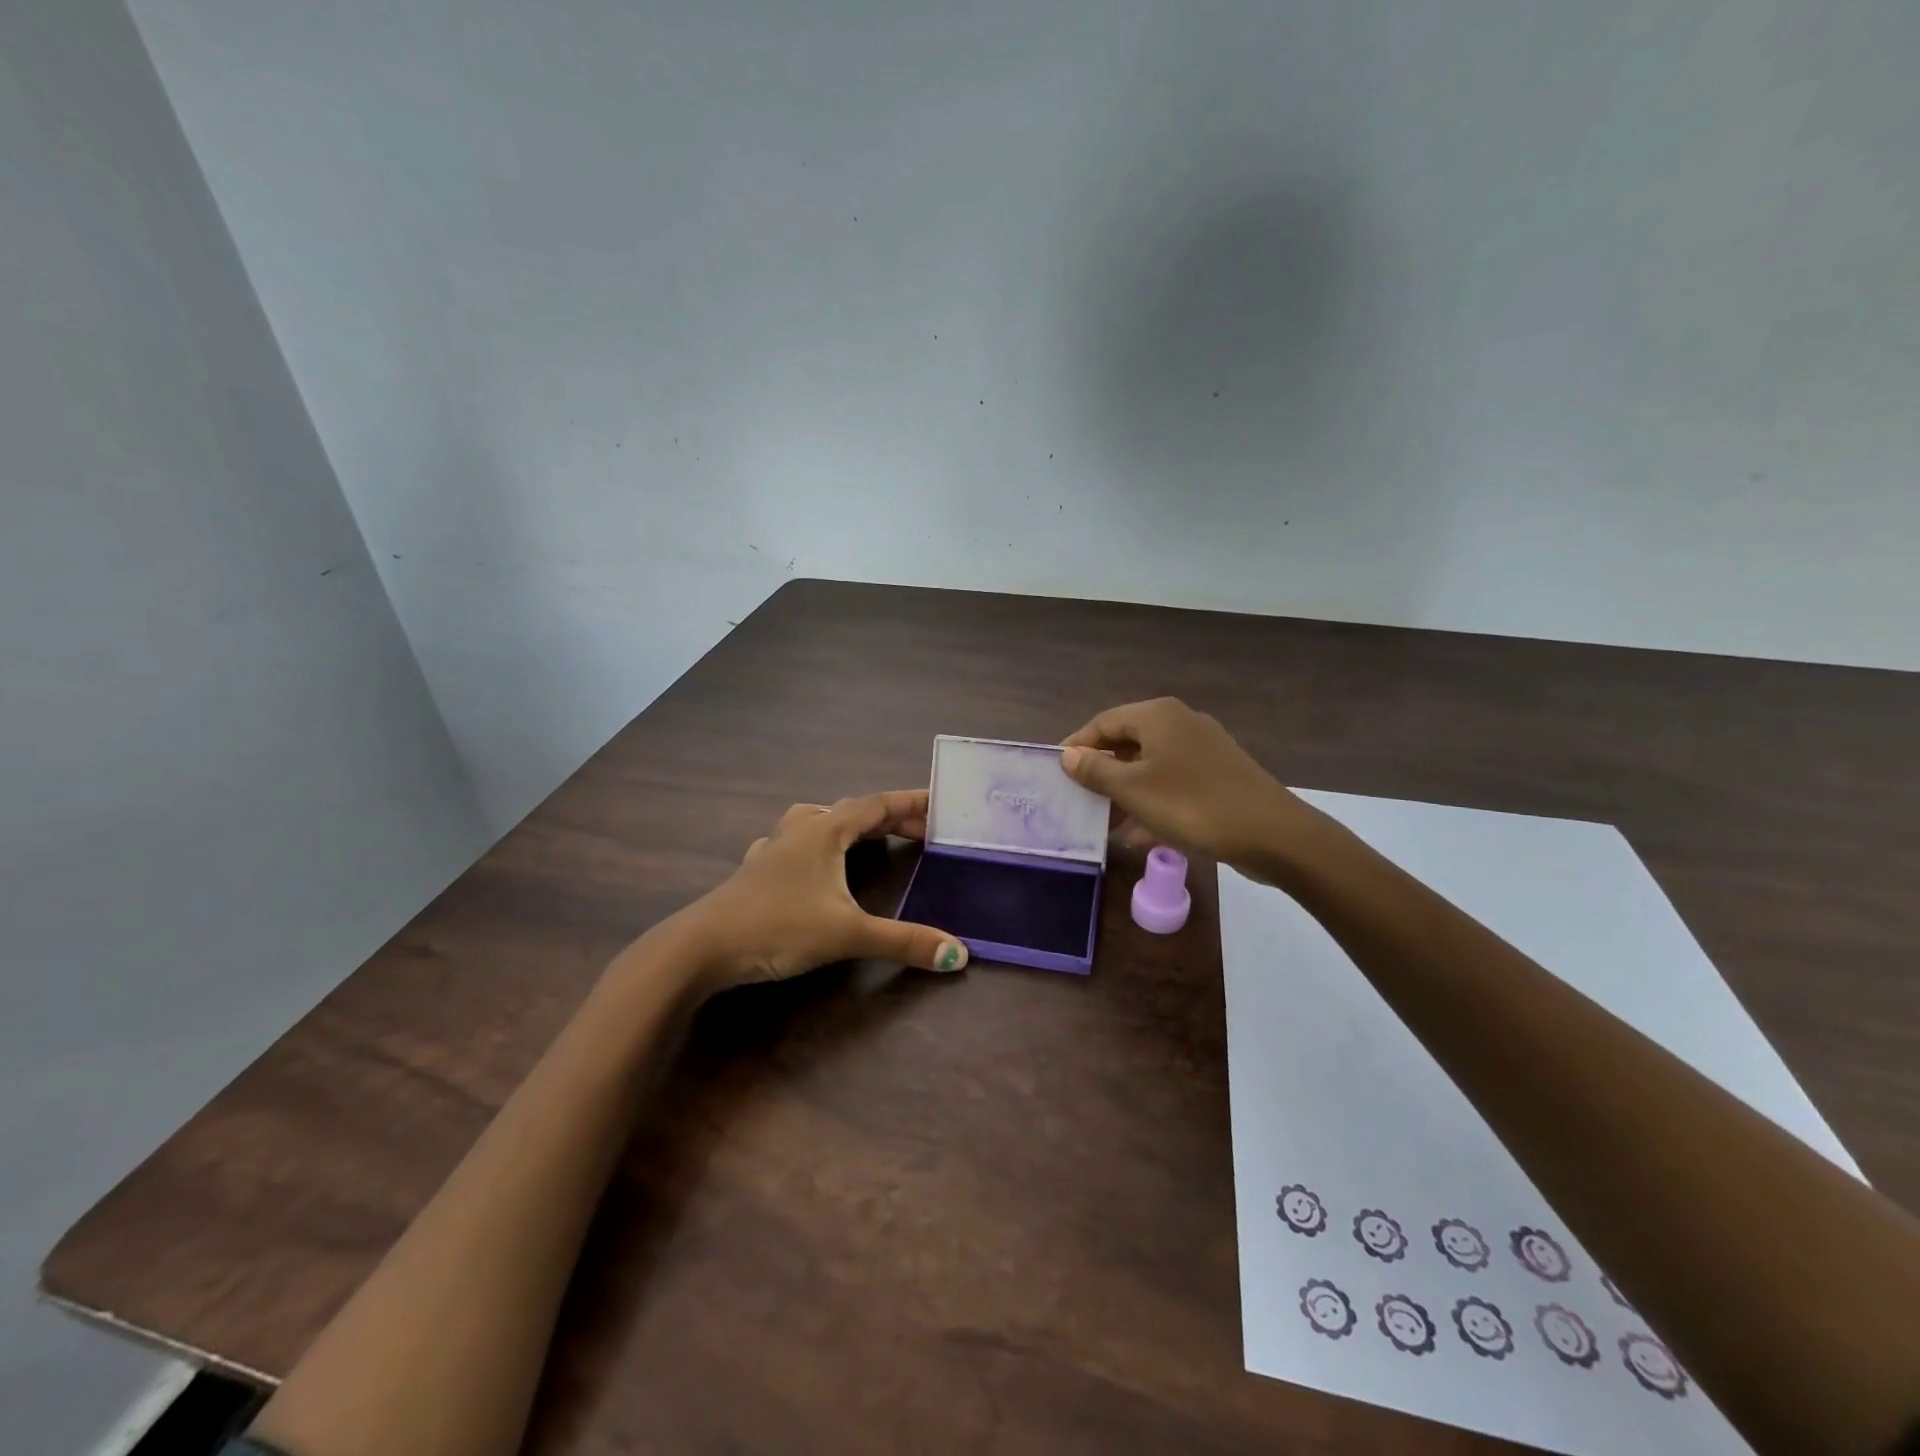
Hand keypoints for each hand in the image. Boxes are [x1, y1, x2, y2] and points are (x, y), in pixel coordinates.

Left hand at [674, 790, 968, 991]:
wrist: (701, 947)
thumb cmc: (777, 927)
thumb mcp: (847, 934)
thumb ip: (904, 942)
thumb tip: (959, 954)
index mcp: (825, 831)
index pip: (877, 805)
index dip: (911, 802)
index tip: (941, 803)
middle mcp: (800, 831)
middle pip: (851, 810)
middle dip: (888, 817)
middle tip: (920, 831)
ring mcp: (773, 849)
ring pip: (817, 820)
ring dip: (848, 824)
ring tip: (867, 837)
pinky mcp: (755, 871)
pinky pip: (790, 843)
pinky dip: (813, 845)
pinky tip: (808, 863)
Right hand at [1060, 698, 1309, 869]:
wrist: (1273, 835)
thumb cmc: (1193, 805)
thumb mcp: (1134, 790)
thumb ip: (1096, 770)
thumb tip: (1067, 754)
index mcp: (1157, 716)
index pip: (1103, 722)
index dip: (1077, 746)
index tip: (1056, 773)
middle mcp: (1180, 723)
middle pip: (1127, 742)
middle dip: (1101, 771)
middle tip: (1078, 798)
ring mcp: (1203, 749)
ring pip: (1149, 765)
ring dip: (1125, 791)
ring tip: (1103, 821)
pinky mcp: (1218, 775)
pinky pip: (1172, 783)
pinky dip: (1152, 802)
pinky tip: (1139, 835)